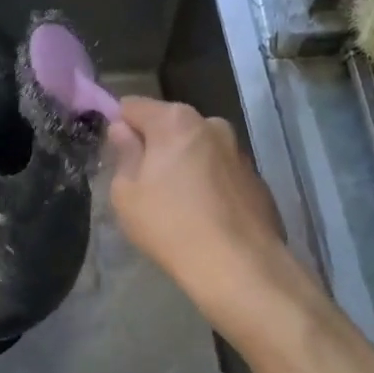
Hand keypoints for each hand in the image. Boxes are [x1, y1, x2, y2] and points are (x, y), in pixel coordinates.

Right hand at [106, 98, 295, 331]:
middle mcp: (211, 124)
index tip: (116, 156)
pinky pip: (220, 170)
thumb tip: (123, 132)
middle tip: (145, 185)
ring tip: (178, 204)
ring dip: (184, 163)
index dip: (119, 127)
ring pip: (198, 147)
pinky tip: (206, 216)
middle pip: (169, 124)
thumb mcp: (126, 194)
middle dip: (155, 145)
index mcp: (175, 120)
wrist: (240, 266)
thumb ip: (124, 154)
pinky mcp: (257, 177)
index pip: (133, 106)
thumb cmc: (171, 226)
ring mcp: (239, 150)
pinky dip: (209, 183)